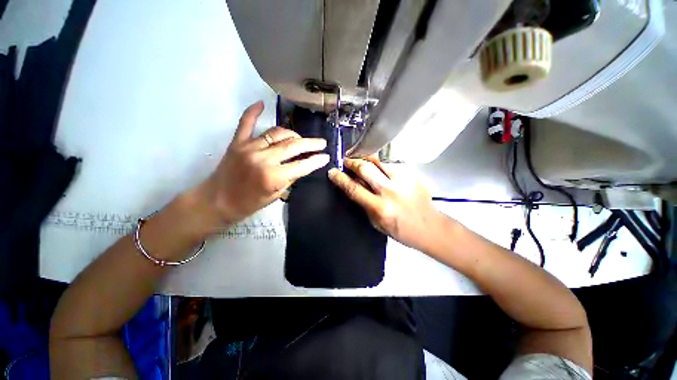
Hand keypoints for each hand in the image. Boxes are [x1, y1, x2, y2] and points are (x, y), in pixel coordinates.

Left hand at [204, 101, 328, 223]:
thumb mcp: (276, 195)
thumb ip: (291, 178)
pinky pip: (246, 123)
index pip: (302, 165)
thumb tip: (303, 165)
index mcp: (274, 176)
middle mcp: (263, 159)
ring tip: (300, 138)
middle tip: (321, 143)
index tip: (326, 156)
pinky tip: (261, 103)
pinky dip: (253, 112)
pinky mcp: (237, 142)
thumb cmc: (249, 203)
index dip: (317, 160)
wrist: (218, 201)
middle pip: (293, 145)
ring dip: (292, 134)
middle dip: (311, 144)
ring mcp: (249, 147)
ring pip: (277, 133)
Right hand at [328, 157, 440, 251]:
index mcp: (380, 207)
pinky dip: (382, 165)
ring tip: (362, 161)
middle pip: (366, 168)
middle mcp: (391, 191)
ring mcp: (403, 179)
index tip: (333, 172)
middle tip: (347, 161)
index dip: (341, 179)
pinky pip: (391, 164)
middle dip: (353, 162)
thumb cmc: (400, 229)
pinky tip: (382, 169)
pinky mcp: (412, 173)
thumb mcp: (376, 222)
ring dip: (367, 160)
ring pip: (379, 161)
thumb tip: (353, 183)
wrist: (429, 226)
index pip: (354, 189)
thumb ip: (364, 202)